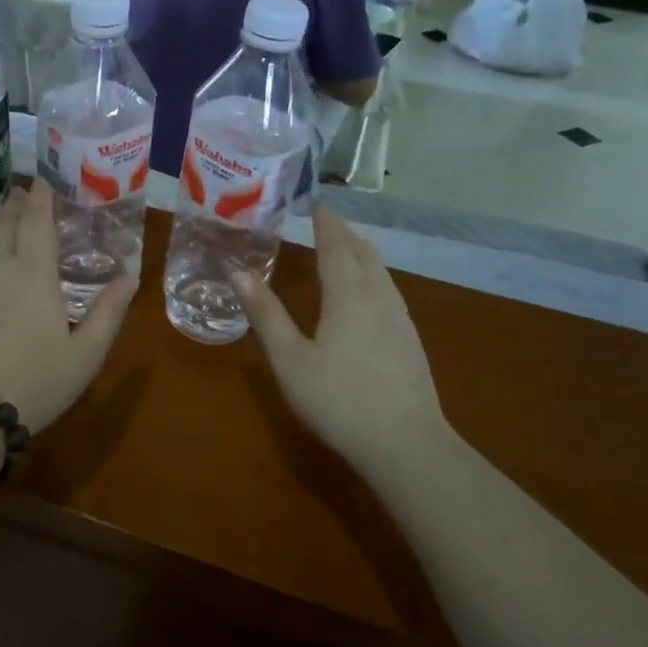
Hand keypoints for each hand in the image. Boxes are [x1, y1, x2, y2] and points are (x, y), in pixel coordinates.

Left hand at [0, 181, 136, 434]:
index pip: (36, 219)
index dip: (41, 195)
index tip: (44, 179)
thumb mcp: (84, 356)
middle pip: (4, 219)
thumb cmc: (34, 384)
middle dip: (15, 201)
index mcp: (34, 272)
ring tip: (1, 208)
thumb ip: (108, 313)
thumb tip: (130, 277)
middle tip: (24, 190)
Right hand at [233, 206, 448, 475]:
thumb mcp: (289, 359)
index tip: (315, 203)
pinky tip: (367, 293)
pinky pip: (389, 290)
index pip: (335, 245)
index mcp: (348, 294)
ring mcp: (400, 318)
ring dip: (361, 253)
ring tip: (345, 248)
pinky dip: (372, 275)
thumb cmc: (338, 399)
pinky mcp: (410, 339)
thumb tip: (237, 271)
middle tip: (326, 220)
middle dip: (344, 233)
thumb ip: (265, 313)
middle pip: (363, 253)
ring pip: (381, 271)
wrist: (406, 444)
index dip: (325, 222)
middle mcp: (378, 296)